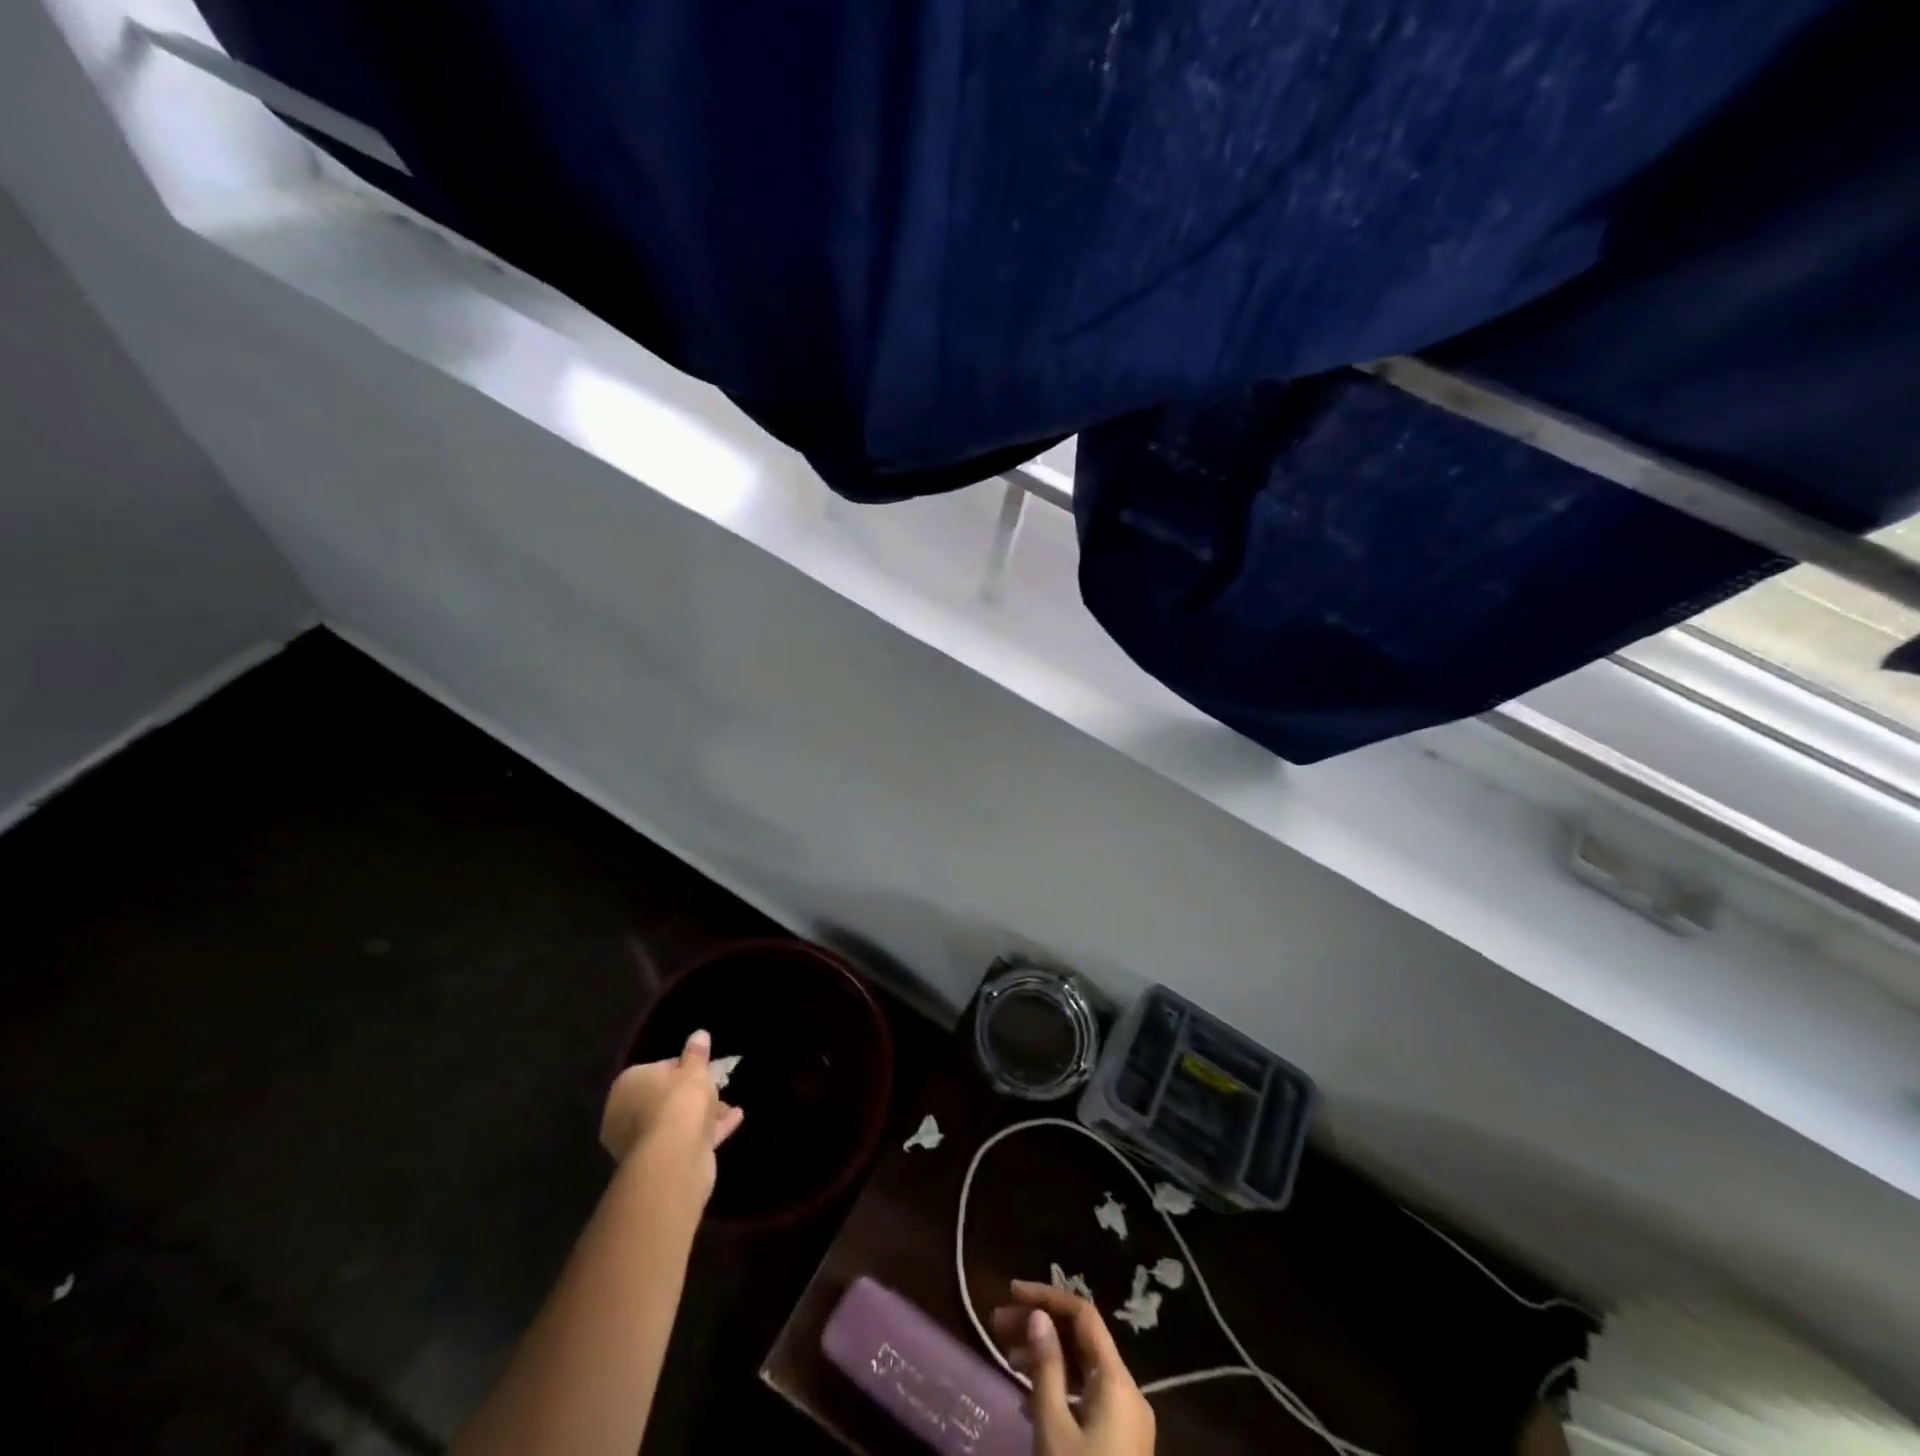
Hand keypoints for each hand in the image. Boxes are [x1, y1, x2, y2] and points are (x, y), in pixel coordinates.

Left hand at [601, 1030, 744, 1203]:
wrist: (674, 1158)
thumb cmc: (679, 1102)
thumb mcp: (694, 1070)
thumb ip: (697, 1053)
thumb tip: (699, 1034)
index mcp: (627, 1086)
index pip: (656, 1070)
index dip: (682, 1068)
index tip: (702, 1069)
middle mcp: (625, 1115)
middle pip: (664, 1098)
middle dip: (692, 1095)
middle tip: (717, 1089)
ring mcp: (639, 1143)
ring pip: (675, 1122)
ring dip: (701, 1115)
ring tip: (729, 1108)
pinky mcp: (657, 1164)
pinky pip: (684, 1140)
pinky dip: (706, 1132)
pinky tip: (733, 1121)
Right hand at [993, 1281, 1154, 1455]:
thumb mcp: (1053, 1428)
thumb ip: (1046, 1366)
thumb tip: (1038, 1316)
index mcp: (1118, 1381)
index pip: (1084, 1316)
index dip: (1047, 1296)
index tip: (1010, 1293)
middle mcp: (1128, 1392)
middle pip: (1083, 1340)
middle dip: (1041, 1326)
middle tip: (997, 1324)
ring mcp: (1126, 1420)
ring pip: (1084, 1368)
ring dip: (1047, 1354)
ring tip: (1005, 1355)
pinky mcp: (1119, 1443)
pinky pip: (1087, 1395)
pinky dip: (1059, 1383)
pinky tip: (1028, 1394)